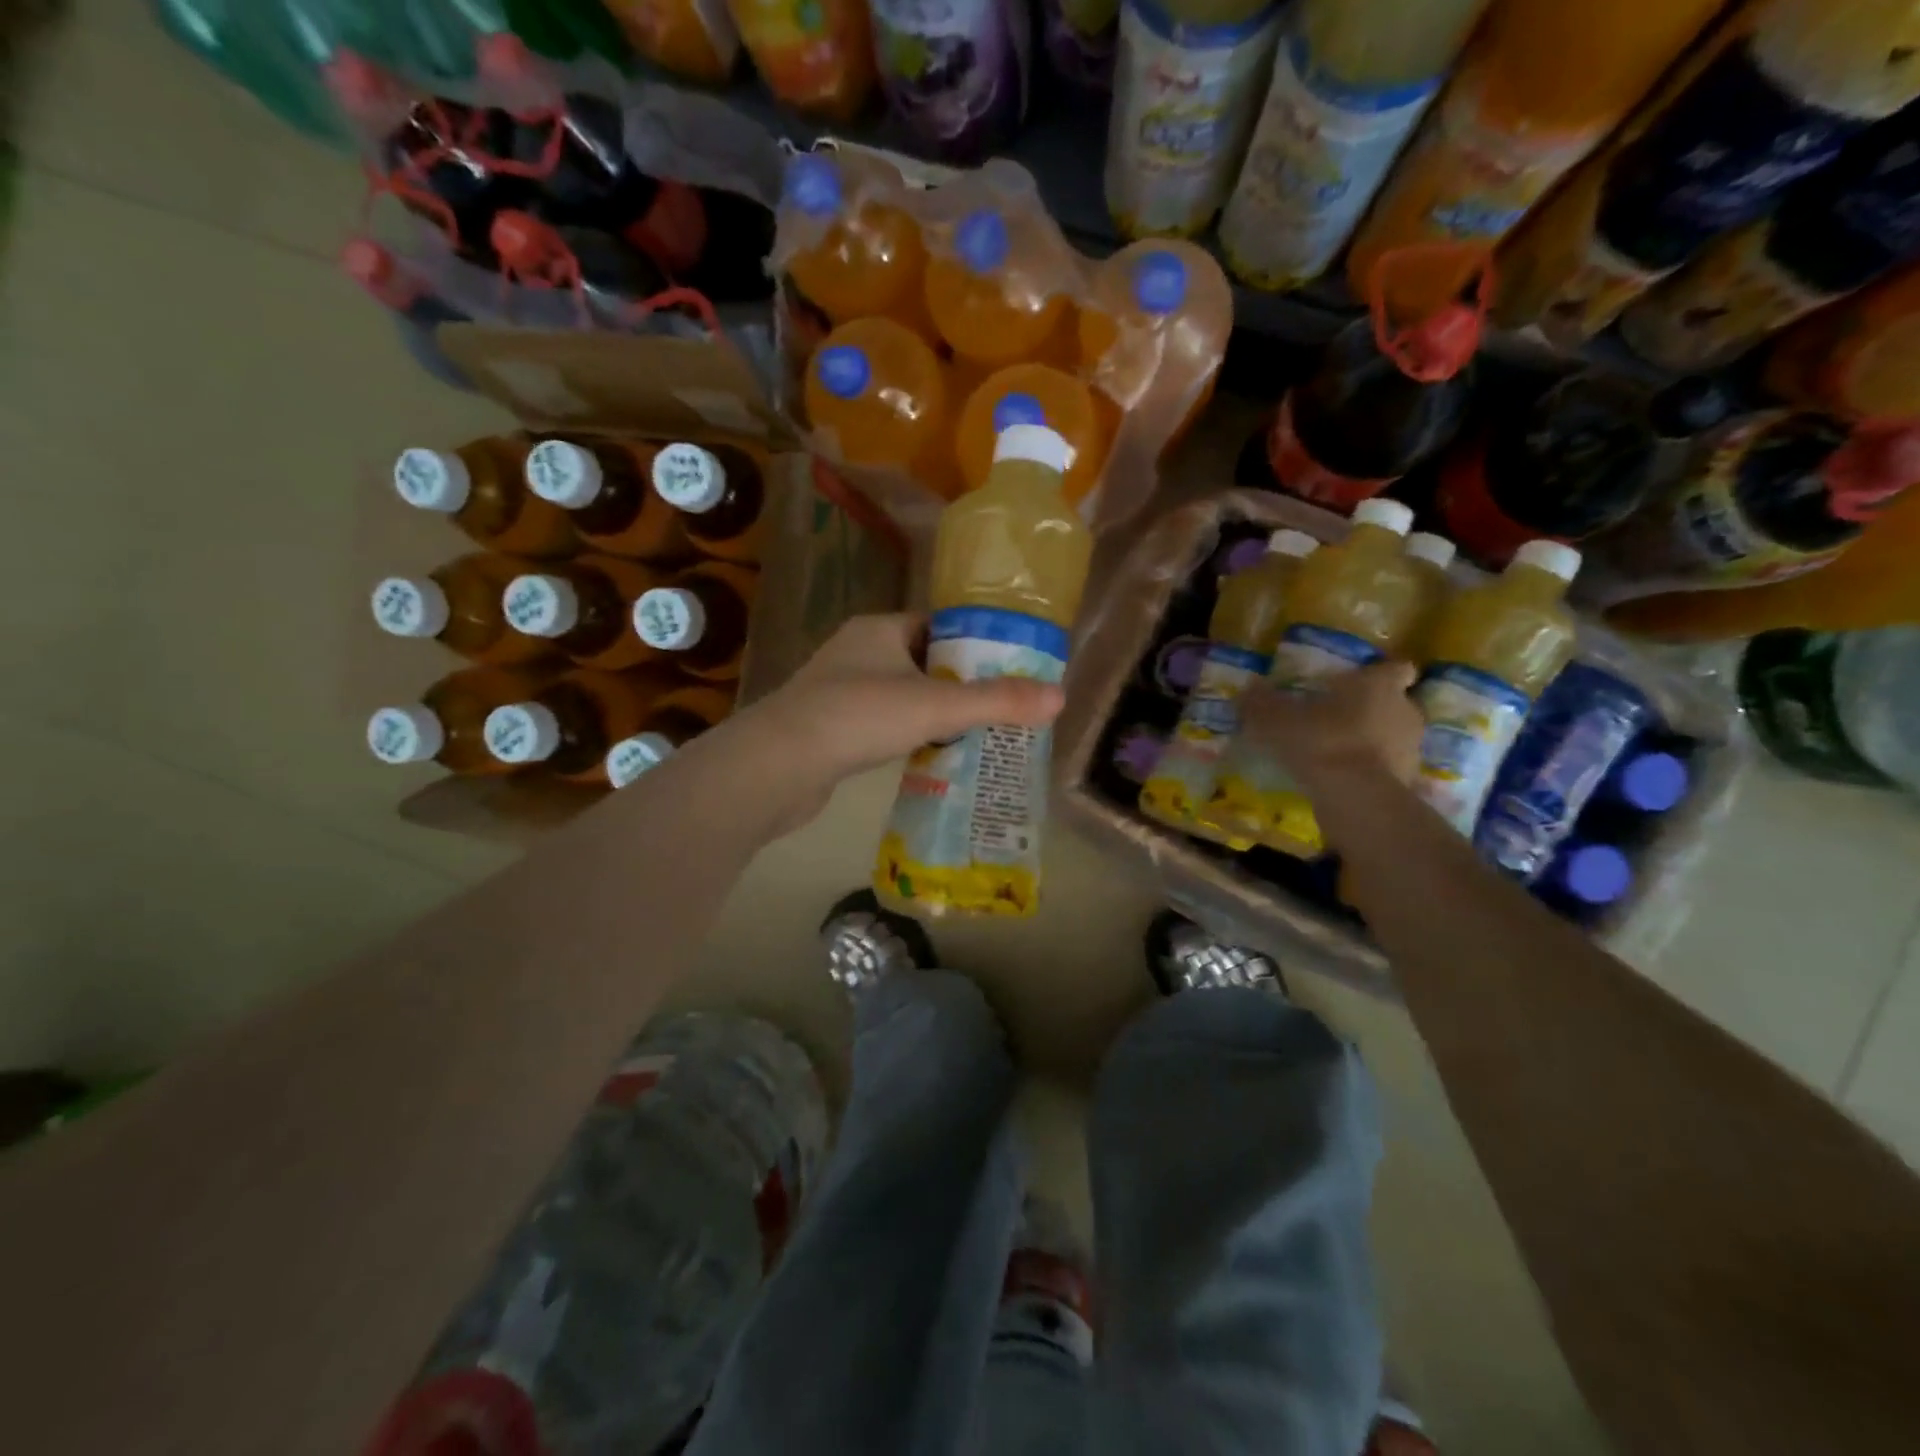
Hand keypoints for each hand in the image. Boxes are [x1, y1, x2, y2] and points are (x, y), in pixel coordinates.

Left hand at [734, 614, 1065, 821]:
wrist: (778, 765)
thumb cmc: (858, 717)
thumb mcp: (936, 707)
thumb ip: (996, 701)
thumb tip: (1060, 696)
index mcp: (879, 629)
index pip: (938, 626)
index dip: (975, 645)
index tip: (1009, 668)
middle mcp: (857, 651)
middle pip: (923, 661)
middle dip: (959, 684)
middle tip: (1000, 707)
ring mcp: (838, 689)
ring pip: (901, 694)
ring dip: (933, 712)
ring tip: (975, 734)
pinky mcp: (829, 726)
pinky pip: (881, 723)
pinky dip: (907, 734)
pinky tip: (928, 756)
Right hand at [1237, 660, 1422, 788]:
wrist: (1356, 797)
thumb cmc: (1321, 742)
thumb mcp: (1277, 720)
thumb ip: (1262, 702)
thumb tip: (1250, 686)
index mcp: (1378, 685)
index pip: (1395, 669)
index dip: (1378, 674)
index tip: (1358, 682)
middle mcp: (1403, 710)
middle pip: (1393, 703)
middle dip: (1370, 709)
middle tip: (1336, 718)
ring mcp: (1410, 748)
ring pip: (1391, 736)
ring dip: (1370, 741)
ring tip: (1335, 753)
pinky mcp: (1407, 781)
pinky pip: (1386, 768)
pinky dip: (1369, 771)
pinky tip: (1341, 780)